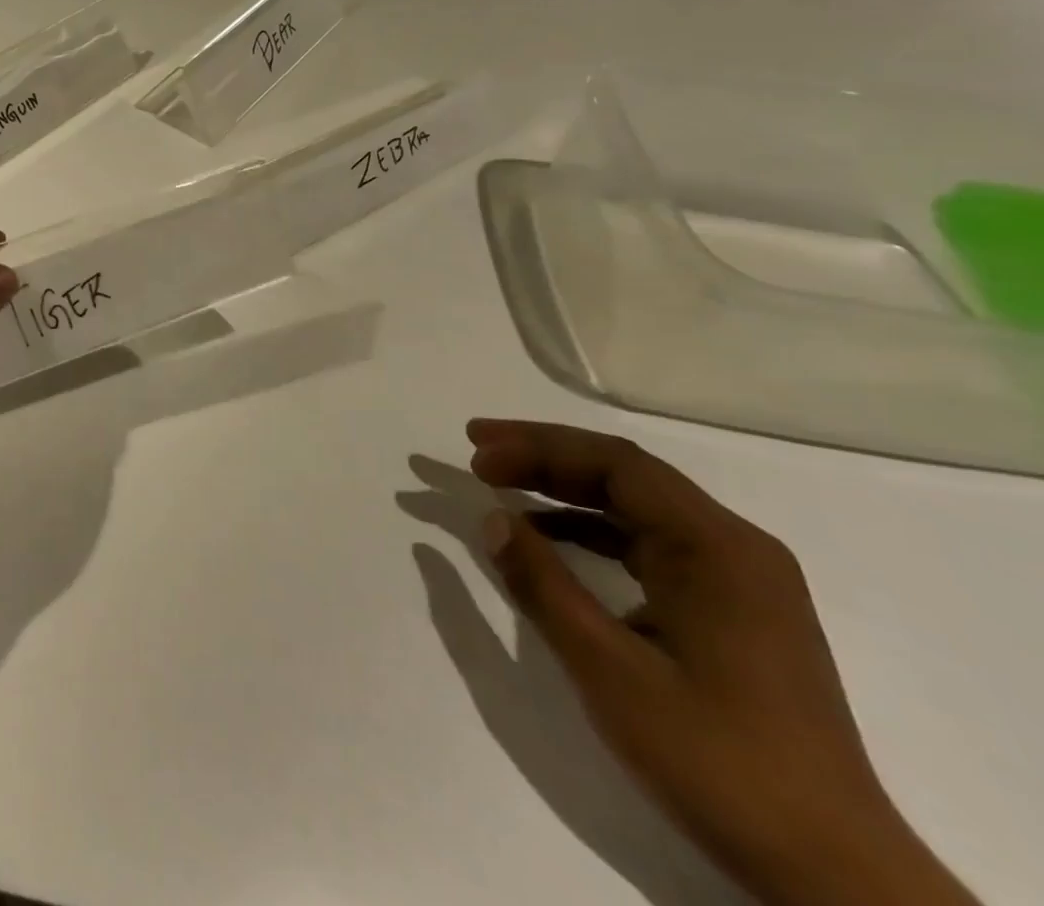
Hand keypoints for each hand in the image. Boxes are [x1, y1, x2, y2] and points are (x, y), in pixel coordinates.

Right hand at [466, 419, 977, 905]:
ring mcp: (738, 578)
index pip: (616, 464)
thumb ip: (544, 586)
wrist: (834, 874)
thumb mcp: (611, 671)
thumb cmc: (718, 762)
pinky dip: (593, 528)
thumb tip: (491, 520)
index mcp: (717, 548)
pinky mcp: (731, 608)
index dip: (538, 448)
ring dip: (566, 488)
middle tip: (477, 449)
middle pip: (626, 474)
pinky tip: (551, 538)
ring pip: (637, 505)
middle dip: (546, 456)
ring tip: (502, 482)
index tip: (476, 454)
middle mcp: (733, 547)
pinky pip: (649, 542)